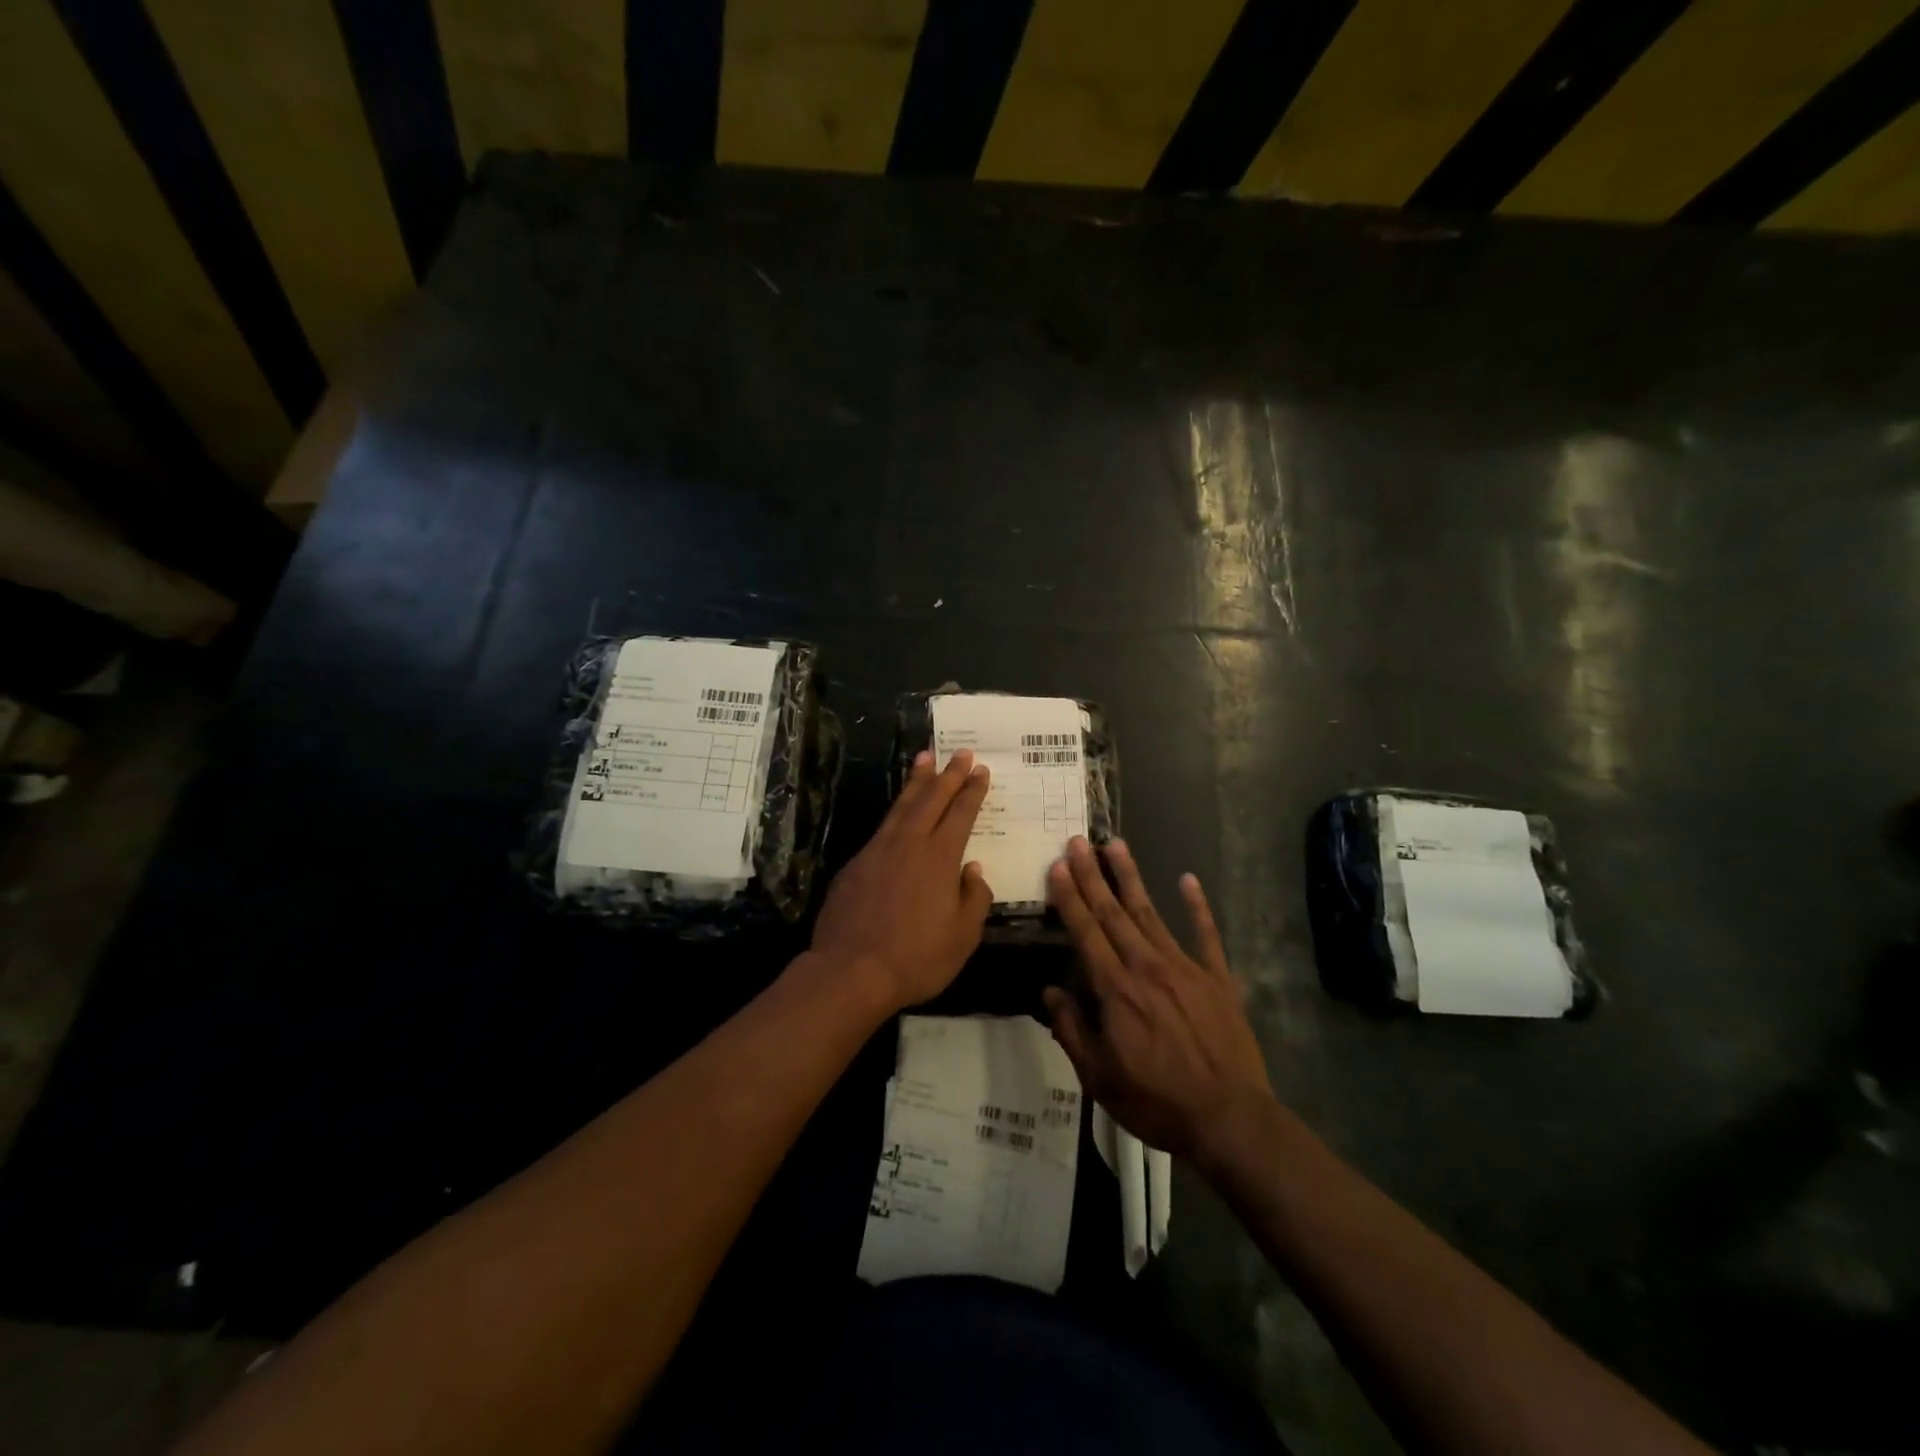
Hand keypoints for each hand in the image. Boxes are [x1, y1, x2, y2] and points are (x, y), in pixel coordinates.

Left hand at [810, 750, 993, 1012]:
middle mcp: (910, 844)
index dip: (972, 791)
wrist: (851, 971)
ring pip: (902, 806)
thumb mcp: (962, 937)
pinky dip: (895, 810)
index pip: (961, 814)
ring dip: (916, 781)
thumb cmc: (916, 958)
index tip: (981, 770)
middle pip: (932, 799)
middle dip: (949, 774)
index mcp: (940, 858)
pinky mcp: (855, 864)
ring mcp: (878, 851)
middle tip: (960, 753)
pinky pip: (882, 827)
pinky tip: (899, 811)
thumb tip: (973, 872)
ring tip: (924, 758)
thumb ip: (973, 899)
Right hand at [1042, 838, 1275, 1165]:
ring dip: (1131, 878)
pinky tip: (1188, 879)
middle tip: (1079, 840)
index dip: (1069, 897)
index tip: (1057, 865)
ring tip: (1116, 844)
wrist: (1229, 1119)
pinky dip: (1197, 906)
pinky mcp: (1217, 978)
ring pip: (1151, 913)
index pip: (1086, 932)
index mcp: (1116, 990)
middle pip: (1114, 912)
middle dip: (1092, 875)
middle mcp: (1147, 967)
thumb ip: (1072, 1031)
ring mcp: (1185, 968)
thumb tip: (1050, 994)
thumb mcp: (1099, 1079)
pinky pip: (1206, 935)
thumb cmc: (1156, 1102)